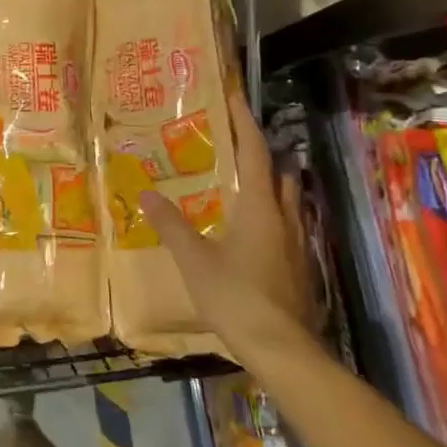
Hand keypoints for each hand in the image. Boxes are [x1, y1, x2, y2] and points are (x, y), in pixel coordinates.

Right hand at [139, 90, 323, 350]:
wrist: (282, 350)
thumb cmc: (236, 297)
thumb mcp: (194, 260)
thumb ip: (171, 225)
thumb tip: (147, 193)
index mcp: (259, 206)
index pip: (255, 152)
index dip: (244, 121)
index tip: (233, 95)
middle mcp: (284, 217)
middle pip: (278, 173)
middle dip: (260, 154)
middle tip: (230, 145)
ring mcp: (297, 244)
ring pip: (286, 200)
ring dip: (268, 185)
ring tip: (237, 183)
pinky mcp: (300, 267)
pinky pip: (286, 226)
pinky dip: (269, 215)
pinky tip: (249, 231)